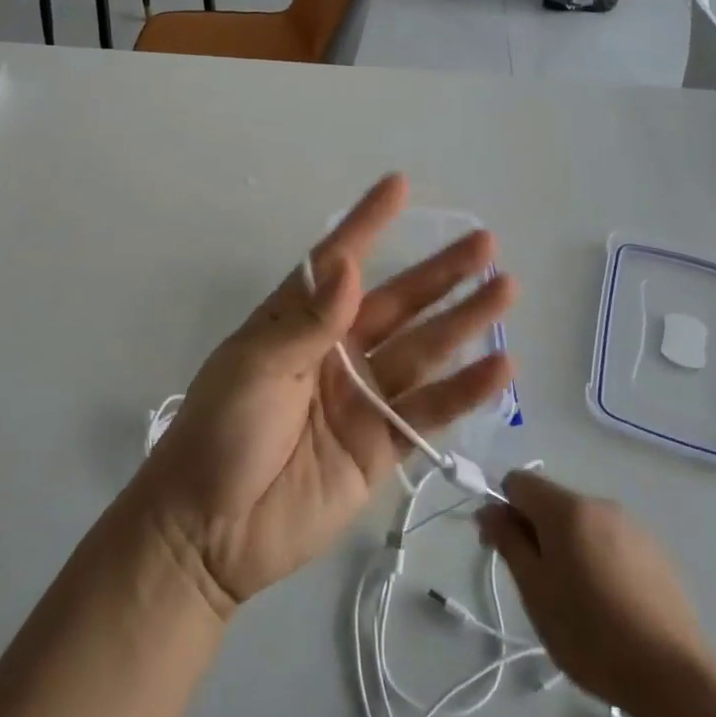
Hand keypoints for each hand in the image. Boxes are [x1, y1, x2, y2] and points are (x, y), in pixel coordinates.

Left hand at [137, 174, 515, 617]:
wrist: (210, 531)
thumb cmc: (219, 432)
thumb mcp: (255, 367)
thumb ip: (308, 321)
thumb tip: (348, 263)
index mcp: (297, 322)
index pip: (338, 261)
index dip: (368, 223)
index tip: (399, 185)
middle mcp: (336, 350)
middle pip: (398, 303)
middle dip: (439, 273)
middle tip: (484, 243)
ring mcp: (363, 397)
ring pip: (424, 350)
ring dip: (464, 322)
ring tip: (505, 289)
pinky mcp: (382, 445)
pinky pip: (428, 410)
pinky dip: (464, 391)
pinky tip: (499, 367)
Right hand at [477, 471, 701, 716]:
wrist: (675, 677)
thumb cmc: (591, 633)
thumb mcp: (534, 590)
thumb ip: (508, 541)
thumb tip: (489, 509)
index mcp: (567, 508)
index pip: (518, 481)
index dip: (502, 509)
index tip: (502, 549)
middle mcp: (600, 504)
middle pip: (552, 502)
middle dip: (536, 532)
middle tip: (537, 584)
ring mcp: (633, 527)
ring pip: (582, 524)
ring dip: (567, 547)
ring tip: (576, 601)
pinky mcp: (657, 553)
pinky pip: (611, 542)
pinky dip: (598, 559)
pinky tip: (609, 604)